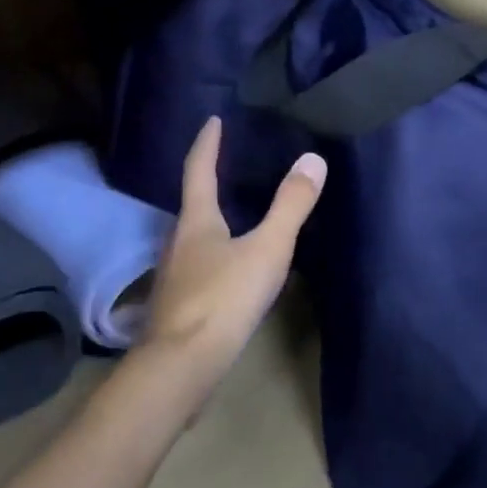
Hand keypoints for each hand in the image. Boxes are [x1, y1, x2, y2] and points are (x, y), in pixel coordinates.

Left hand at [140, 117, 326, 388]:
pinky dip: (214, 252)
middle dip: (209, 179)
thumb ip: (291, 206)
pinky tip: (229, 266)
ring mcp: (174, 274)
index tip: (213, 120)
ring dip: (211, 218)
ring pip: (194, 235)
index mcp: (196, 220)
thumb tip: (313, 159)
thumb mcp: (266, 250)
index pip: (199, 169)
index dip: (207, 143)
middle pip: (193, 202)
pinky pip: (198, 264)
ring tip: (234, 212)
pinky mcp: (178, 304)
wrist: (179, 367)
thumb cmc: (222, 299)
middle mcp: (178, 241)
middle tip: (230, 163)